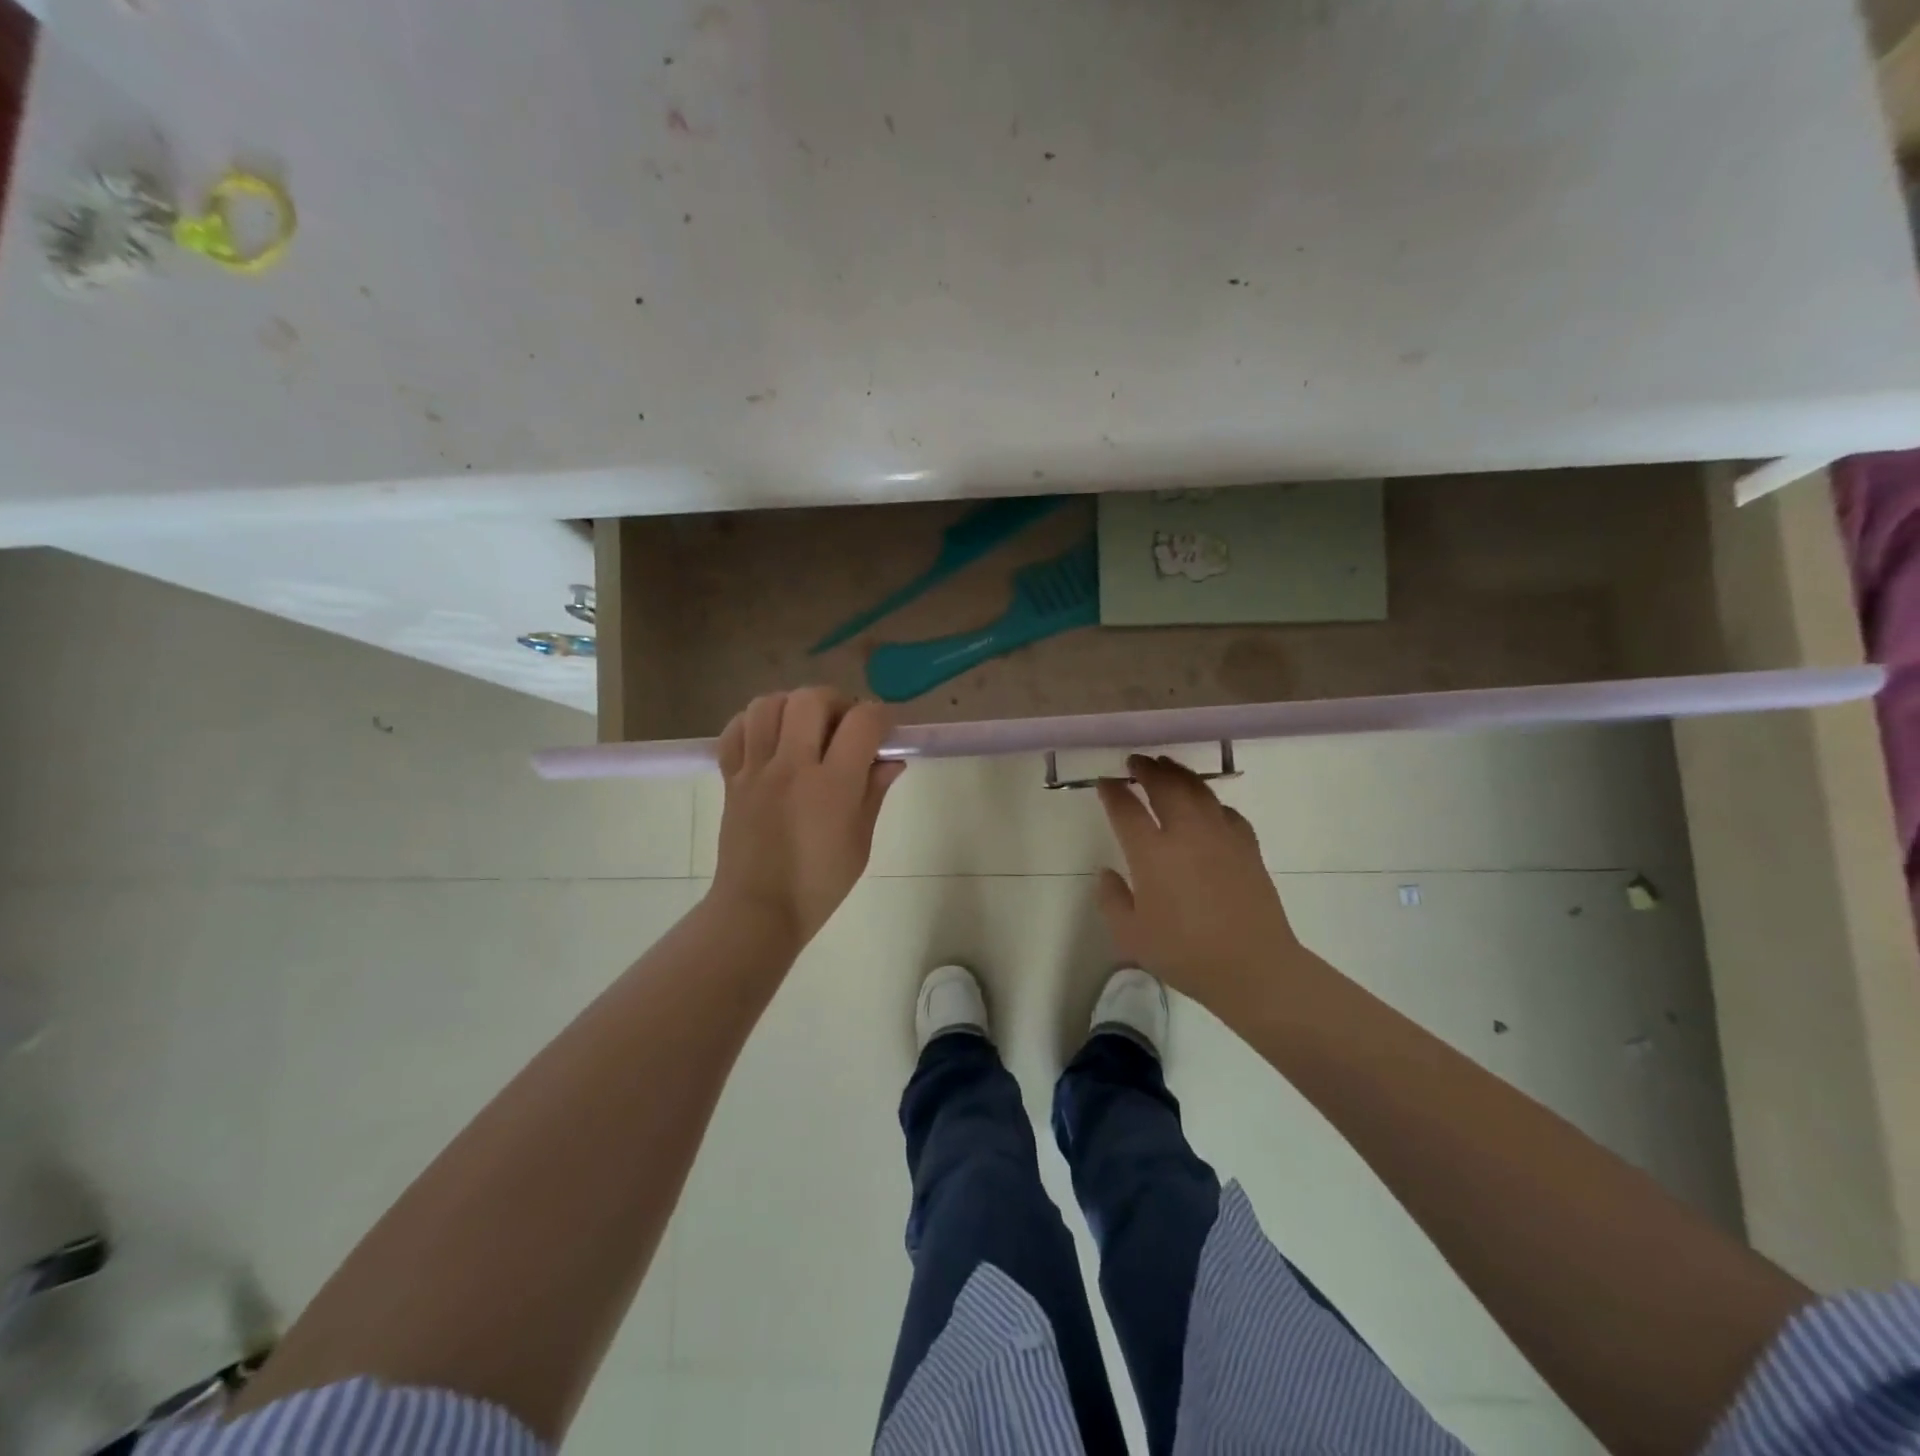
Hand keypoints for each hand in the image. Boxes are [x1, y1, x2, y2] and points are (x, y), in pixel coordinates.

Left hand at [709, 688, 904, 948]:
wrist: (758, 910)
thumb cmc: (819, 884)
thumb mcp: (860, 842)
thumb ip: (874, 792)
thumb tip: (891, 760)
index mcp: (832, 786)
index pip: (862, 722)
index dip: (881, 717)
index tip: (885, 730)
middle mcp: (792, 767)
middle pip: (810, 699)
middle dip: (836, 701)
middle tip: (845, 725)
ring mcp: (756, 770)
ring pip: (768, 705)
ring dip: (793, 705)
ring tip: (806, 726)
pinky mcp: (731, 778)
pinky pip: (736, 730)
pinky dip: (754, 723)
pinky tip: (771, 738)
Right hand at [1096, 754, 1299, 1010]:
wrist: (1253, 967)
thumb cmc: (1185, 954)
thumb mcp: (1131, 935)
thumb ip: (1111, 899)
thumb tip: (1107, 872)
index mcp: (1152, 853)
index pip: (1126, 809)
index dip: (1112, 792)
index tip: (1104, 781)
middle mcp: (1186, 833)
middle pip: (1165, 786)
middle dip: (1146, 769)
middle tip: (1135, 761)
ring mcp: (1221, 836)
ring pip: (1198, 790)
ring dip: (1178, 774)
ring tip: (1166, 766)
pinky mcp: (1248, 846)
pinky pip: (1226, 811)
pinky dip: (1211, 801)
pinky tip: (1207, 805)